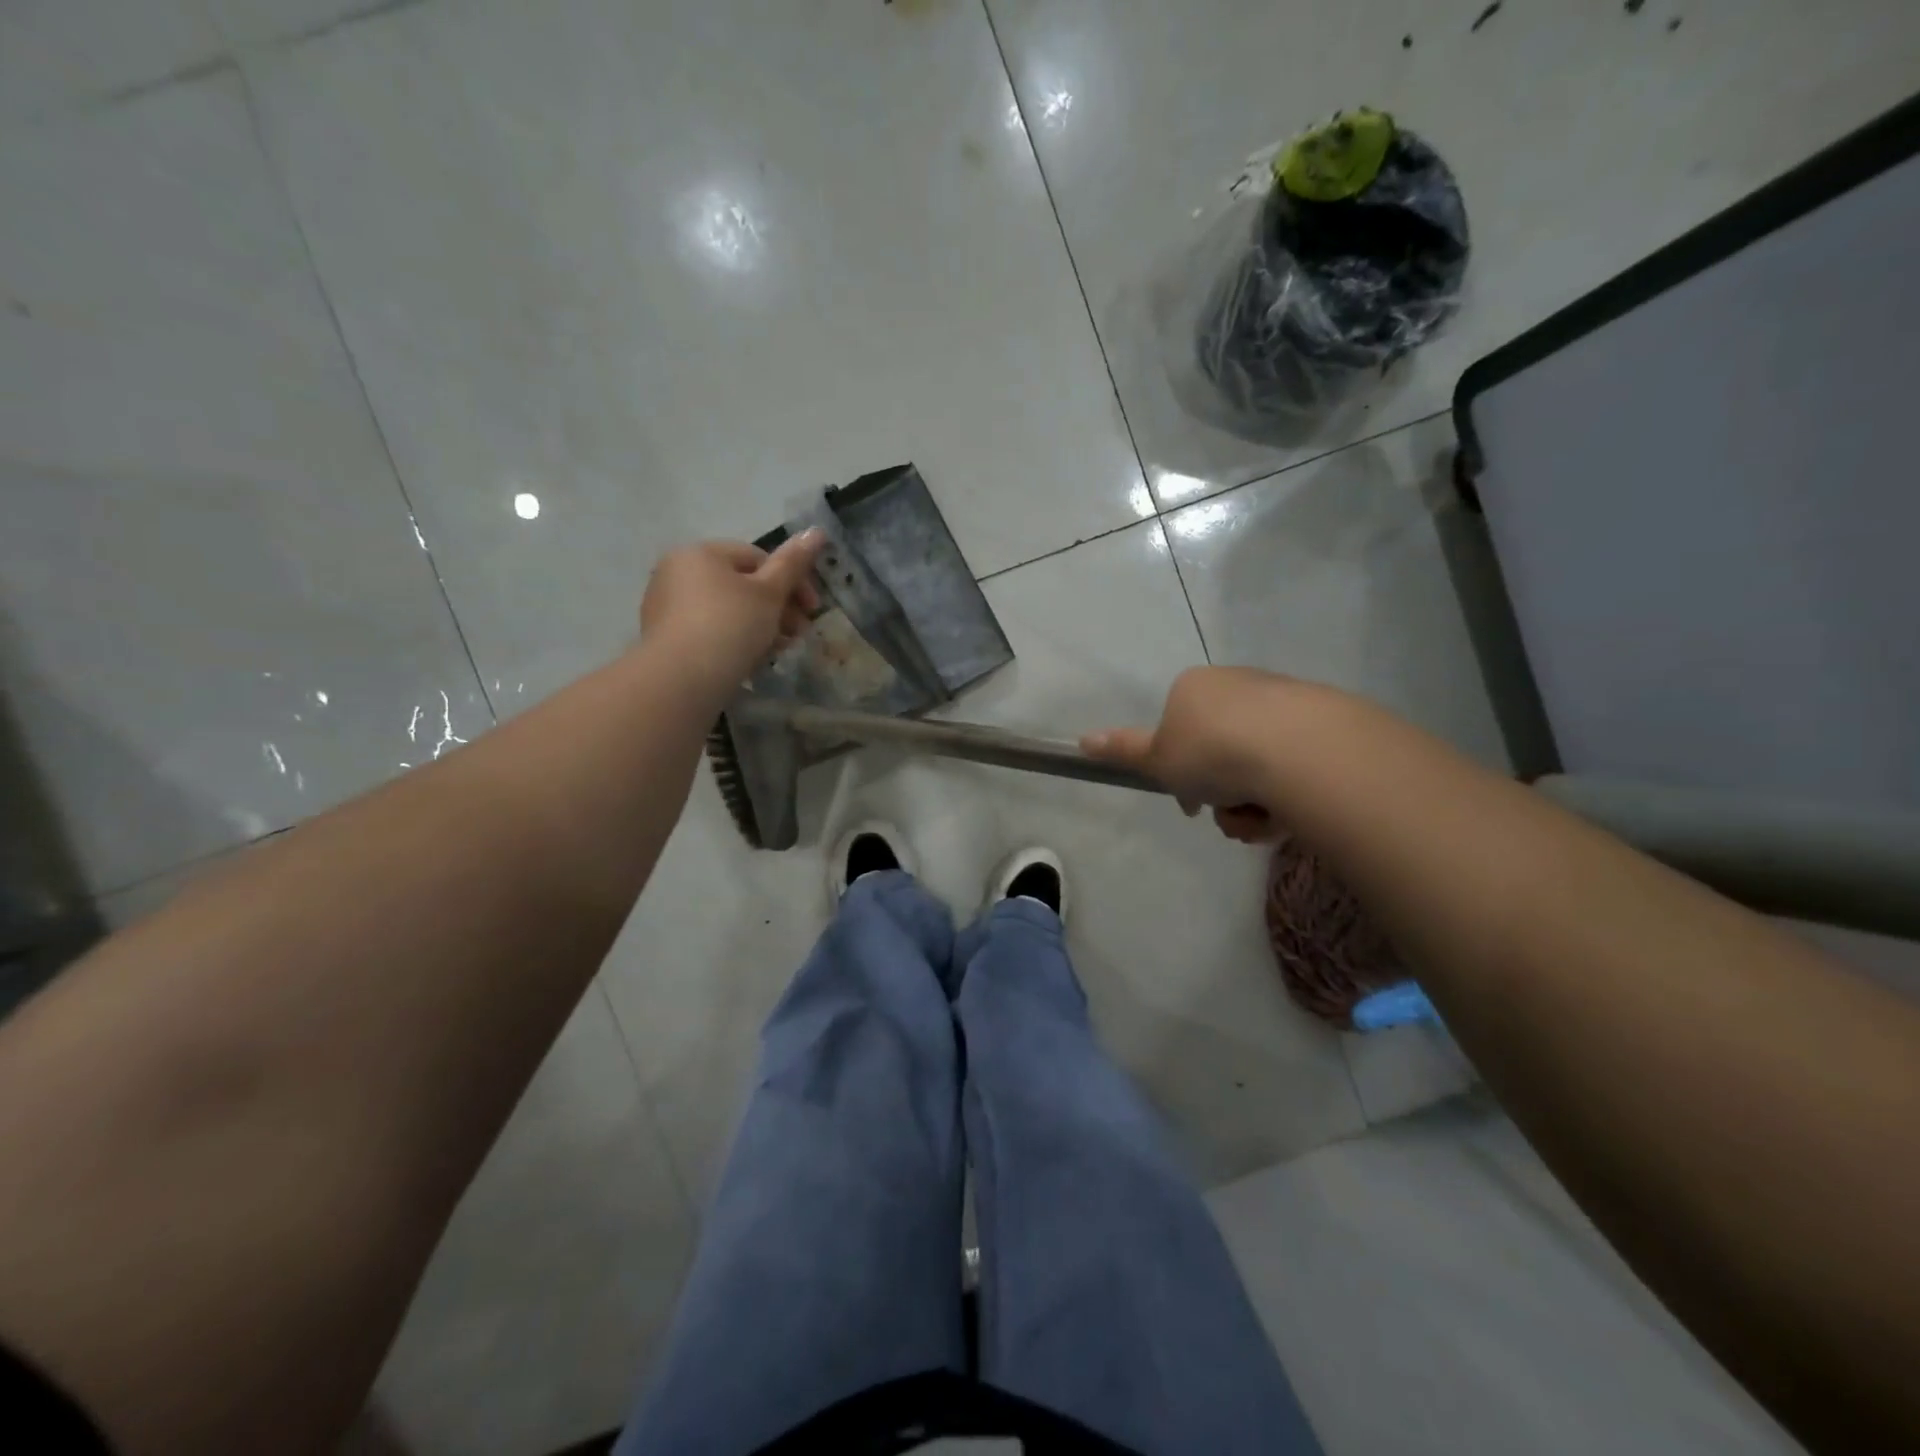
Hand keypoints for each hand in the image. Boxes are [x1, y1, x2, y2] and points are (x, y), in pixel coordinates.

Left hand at [640, 533, 825, 695]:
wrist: (680, 679)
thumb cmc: (730, 626)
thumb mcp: (769, 593)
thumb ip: (793, 563)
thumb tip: (817, 531)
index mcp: (701, 553)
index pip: (757, 557)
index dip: (792, 581)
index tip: (812, 609)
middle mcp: (678, 572)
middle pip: (742, 585)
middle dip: (777, 608)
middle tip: (799, 635)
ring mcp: (667, 606)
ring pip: (728, 610)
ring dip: (760, 627)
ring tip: (778, 650)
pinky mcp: (665, 638)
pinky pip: (710, 631)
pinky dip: (734, 641)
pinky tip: (749, 660)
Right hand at [1081, 666, 1299, 842]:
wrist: (1299, 749)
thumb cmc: (1213, 751)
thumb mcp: (1158, 759)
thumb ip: (1123, 750)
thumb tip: (1083, 739)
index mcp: (1194, 687)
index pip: (1178, 731)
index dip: (1179, 772)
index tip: (1190, 803)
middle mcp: (1237, 685)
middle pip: (1219, 751)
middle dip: (1220, 791)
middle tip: (1228, 812)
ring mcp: (1283, 701)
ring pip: (1256, 765)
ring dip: (1251, 803)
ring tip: (1259, 818)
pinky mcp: (1323, 721)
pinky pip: (1293, 766)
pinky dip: (1285, 795)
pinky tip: (1287, 812)